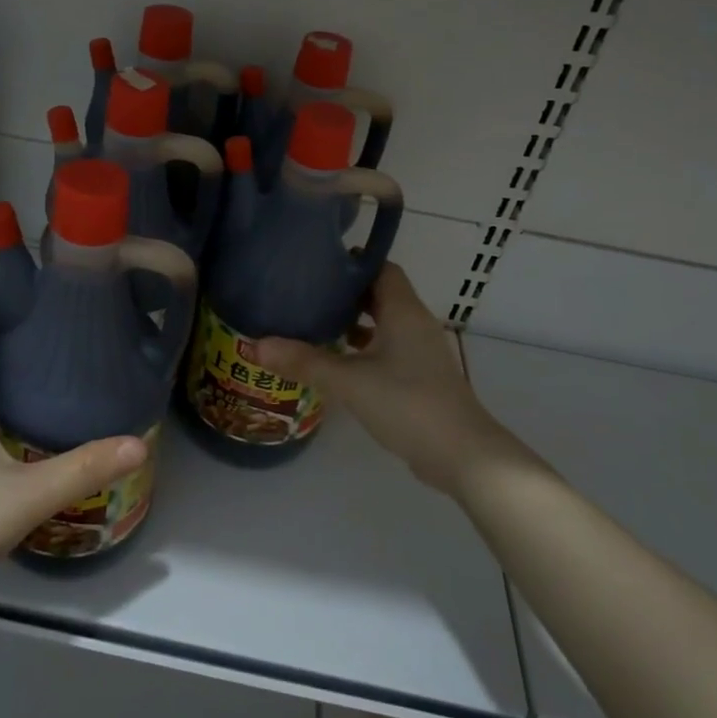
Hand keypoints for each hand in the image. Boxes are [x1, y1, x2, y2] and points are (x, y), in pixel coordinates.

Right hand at [255, 264, 519, 498]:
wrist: (461, 454)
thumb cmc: (408, 404)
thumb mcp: (349, 381)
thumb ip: (304, 362)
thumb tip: (255, 345)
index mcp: (403, 311)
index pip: (381, 268)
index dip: (352, 263)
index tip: (317, 263)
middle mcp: (414, 324)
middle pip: (380, 294)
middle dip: (345, 293)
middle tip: (305, 293)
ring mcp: (420, 353)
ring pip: (383, 324)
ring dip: (353, 322)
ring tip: (313, 324)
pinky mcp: (419, 378)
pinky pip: (387, 349)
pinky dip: (363, 349)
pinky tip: (337, 363)